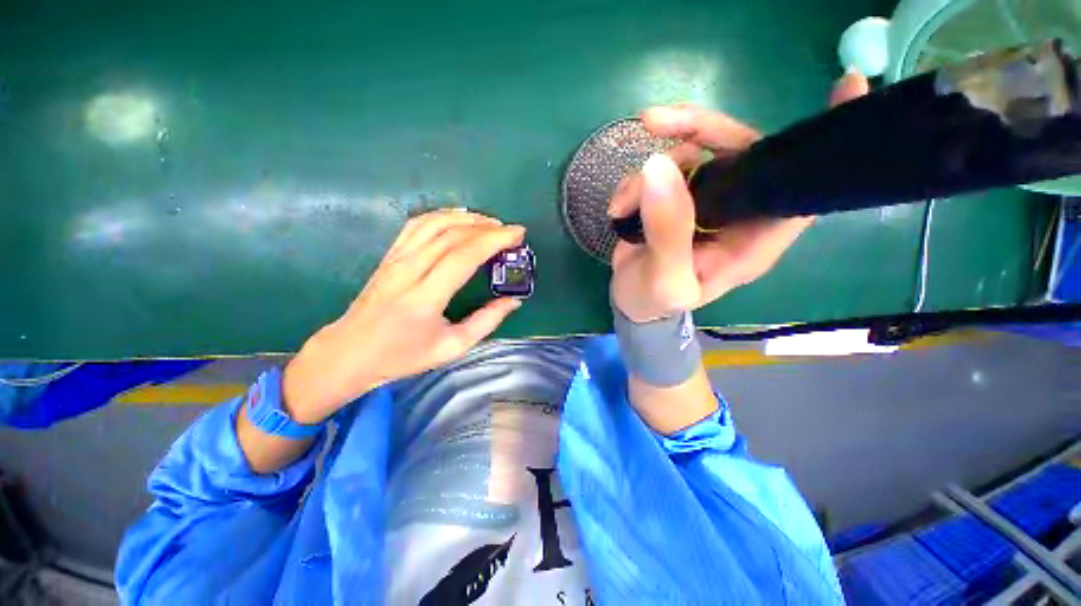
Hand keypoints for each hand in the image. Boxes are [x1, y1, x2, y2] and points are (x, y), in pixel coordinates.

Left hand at [282, 209, 525, 423]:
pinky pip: (417, 225)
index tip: (518, 234)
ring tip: (490, 222)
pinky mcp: (389, 255)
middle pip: (452, 235)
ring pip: (434, 223)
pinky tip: (459, 218)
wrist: (350, 352)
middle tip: (510, 231)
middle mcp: (409, 271)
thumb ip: (486, 322)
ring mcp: (395, 259)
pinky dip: (442, 215)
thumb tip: (513, 301)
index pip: (464, 256)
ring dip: (466, 217)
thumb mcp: (452, 347)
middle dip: (487, 227)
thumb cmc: (403, 356)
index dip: (494, 240)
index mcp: (425, 298)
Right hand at [609, 72, 869, 321]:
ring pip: (692, 154)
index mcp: (752, 241)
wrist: (631, 302)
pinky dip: (634, 183)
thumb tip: (659, 167)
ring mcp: (704, 201)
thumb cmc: (655, 302)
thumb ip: (667, 234)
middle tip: (655, 122)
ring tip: (622, 203)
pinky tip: (618, 207)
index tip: (847, 87)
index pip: (799, 191)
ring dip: (650, 170)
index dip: (820, 147)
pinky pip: (661, 169)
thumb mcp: (664, 281)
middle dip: (698, 130)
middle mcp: (736, 213)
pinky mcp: (676, 198)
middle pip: (739, 151)